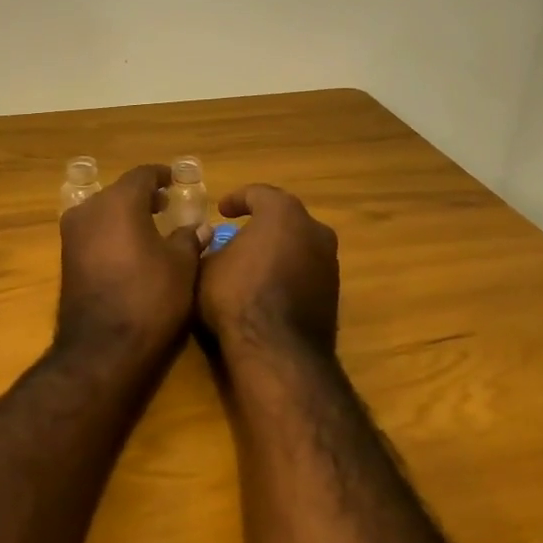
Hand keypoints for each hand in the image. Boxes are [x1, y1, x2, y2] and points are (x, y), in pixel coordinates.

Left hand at [55, 164, 208, 365]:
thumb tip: (200, 227)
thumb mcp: (181, 266)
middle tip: (166, 204)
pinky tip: (130, 249)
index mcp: (118, 201)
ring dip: (125, 214)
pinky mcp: (66, 259)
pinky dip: (111, 232)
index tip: (175, 180)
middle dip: (143, 195)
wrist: (103, 347)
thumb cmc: (149, 297)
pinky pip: (93, 232)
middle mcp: (89, 209)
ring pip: (102, 211)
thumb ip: (189, 239)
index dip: (161, 175)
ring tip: (150, 227)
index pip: (142, 175)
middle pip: (119, 191)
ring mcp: (72, 234)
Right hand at [197, 185, 338, 356]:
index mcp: (283, 213)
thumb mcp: (207, 267)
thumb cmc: (236, 295)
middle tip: (242, 234)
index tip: (222, 211)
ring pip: (300, 245)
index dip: (237, 199)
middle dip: (264, 224)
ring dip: (280, 249)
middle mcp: (314, 229)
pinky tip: (271, 288)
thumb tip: (216, 246)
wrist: (277, 348)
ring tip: (256, 263)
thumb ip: (212, 249)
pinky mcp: (334, 292)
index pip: (258, 194)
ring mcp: (329, 261)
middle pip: (285, 217)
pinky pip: (307, 271)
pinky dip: (290, 273)